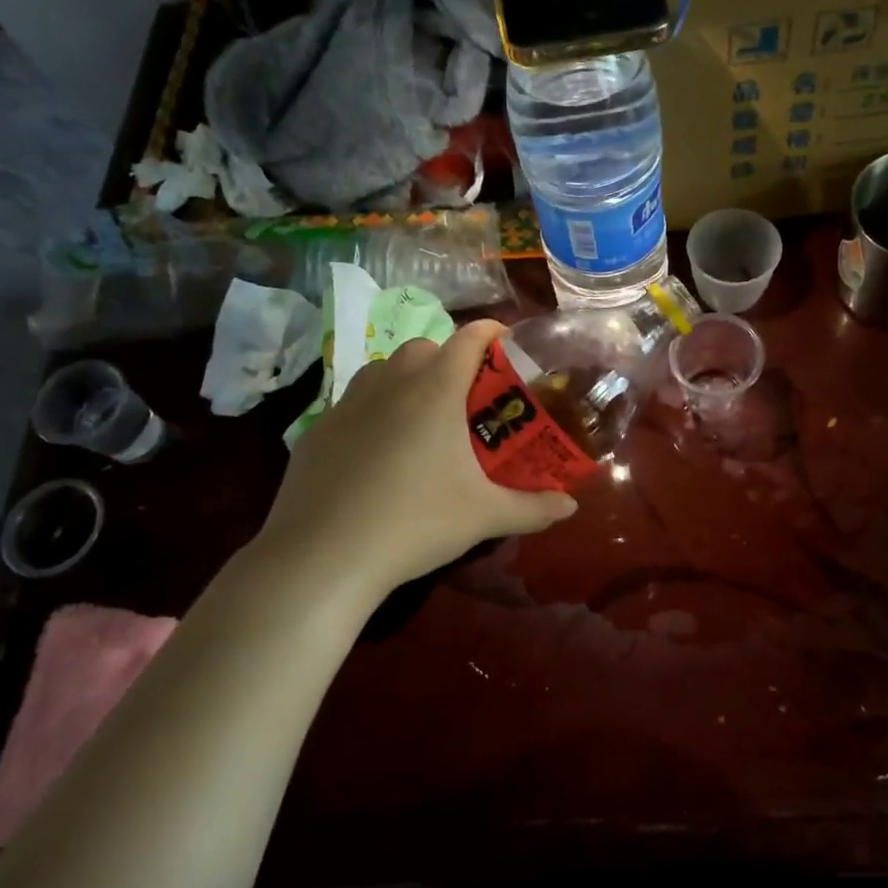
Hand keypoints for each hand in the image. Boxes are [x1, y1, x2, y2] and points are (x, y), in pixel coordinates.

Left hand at [255, 321, 577, 596]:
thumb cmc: (416, 523)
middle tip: (465, 394)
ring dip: (405, 379)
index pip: (468, 339)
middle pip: (422, 347)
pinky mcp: (316, 431)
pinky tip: (376, 453)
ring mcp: (346, 405)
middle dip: (447, 358)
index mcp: (435, 391)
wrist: (324, 555)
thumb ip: (533, 508)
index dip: (490, 332)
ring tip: (420, 418)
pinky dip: (371, 412)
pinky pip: (351, 404)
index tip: (506, 341)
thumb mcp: (483, 517)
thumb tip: (570, 507)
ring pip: (381, 371)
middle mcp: (390, 384)